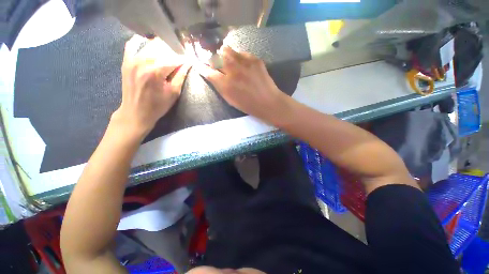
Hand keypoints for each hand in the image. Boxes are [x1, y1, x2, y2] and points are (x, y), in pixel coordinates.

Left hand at [112, 35, 190, 138]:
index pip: (174, 59)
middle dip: (175, 53)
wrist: (135, 112)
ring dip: (163, 49)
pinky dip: (143, 43)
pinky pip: (133, 44)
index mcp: (156, 71)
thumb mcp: (174, 93)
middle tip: (181, 61)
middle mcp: (143, 61)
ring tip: (169, 56)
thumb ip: (181, 76)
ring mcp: (132, 59)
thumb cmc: (157, 106)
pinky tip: (150, 48)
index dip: (184, 60)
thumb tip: (188, 63)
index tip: (191, 61)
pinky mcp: (126, 60)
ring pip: (151, 44)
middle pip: (163, 48)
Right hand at [197, 46, 285, 123]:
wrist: (268, 102)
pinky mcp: (254, 59)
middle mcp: (233, 71)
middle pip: (216, 57)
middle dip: (214, 59)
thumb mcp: (231, 100)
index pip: (208, 71)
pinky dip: (239, 57)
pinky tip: (242, 64)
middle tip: (217, 62)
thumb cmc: (248, 105)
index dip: (202, 67)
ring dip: (225, 54)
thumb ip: (220, 87)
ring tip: (229, 60)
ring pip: (228, 50)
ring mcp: (244, 63)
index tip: (198, 64)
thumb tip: (212, 76)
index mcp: (226, 85)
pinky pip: (242, 53)